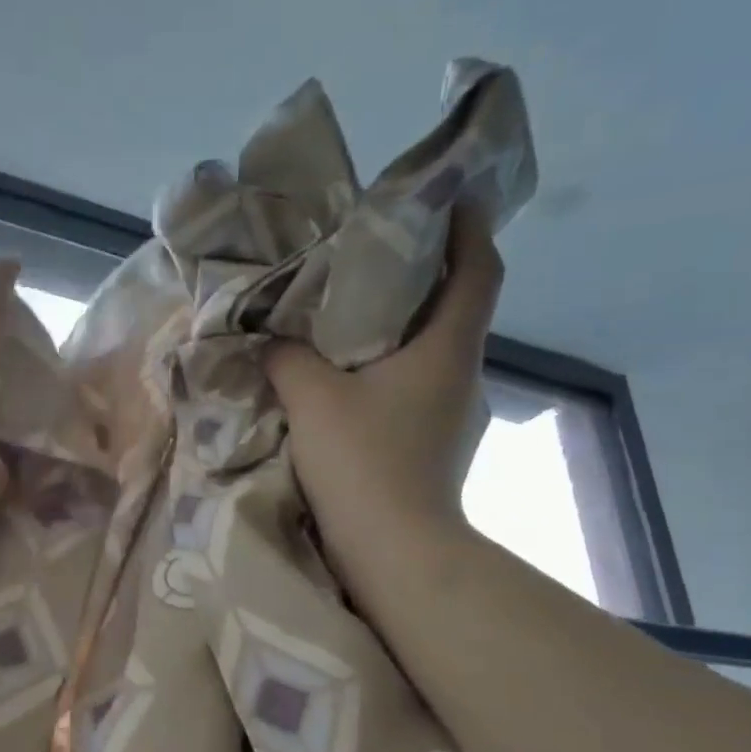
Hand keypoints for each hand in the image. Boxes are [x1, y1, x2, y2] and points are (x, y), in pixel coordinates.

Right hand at [265, 205, 503, 572]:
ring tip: (348, 325)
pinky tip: (349, 388)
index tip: (445, 198)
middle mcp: (463, 377)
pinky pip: (415, 393)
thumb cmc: (364, 463)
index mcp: (447, 350)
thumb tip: (272, 340)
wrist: (396, 553)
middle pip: (453, 310)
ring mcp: (455, 417)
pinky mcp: (437, 449)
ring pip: (431, 355)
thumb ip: (287, 357)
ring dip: (399, 333)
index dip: (467, 227)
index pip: (478, 269)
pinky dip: (388, 376)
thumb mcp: (311, 398)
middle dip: (420, 279)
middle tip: (370, 262)